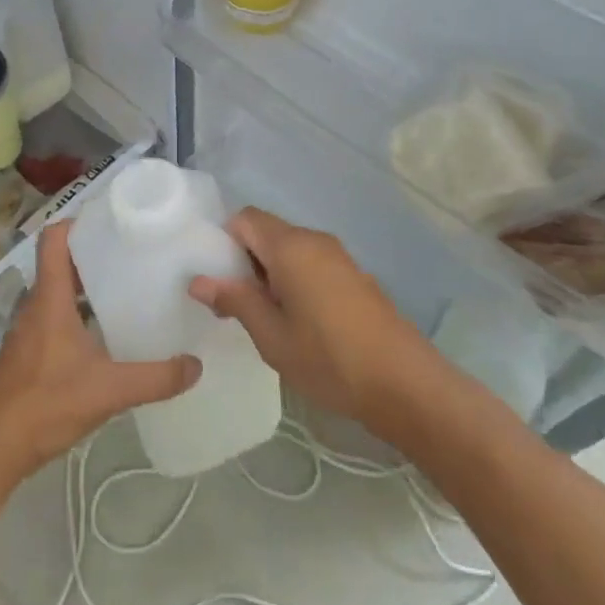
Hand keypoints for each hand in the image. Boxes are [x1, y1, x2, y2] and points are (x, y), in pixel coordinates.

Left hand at [0, 220, 200, 489]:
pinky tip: (107, 334)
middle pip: (62, 262)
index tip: (113, 221)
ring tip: (129, 288)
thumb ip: (155, 378)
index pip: (54, 239)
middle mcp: (37, 305)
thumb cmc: (45, 404)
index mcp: (50, 298)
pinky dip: (81, 312)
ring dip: (88, 284)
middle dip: (94, 253)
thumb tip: (196, 365)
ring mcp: (31, 329)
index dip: (78, 222)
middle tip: (135, 253)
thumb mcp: (108, 390)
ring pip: (60, 291)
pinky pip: (57, 316)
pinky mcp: (31, 352)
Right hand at [188, 207, 439, 435]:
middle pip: (266, 232)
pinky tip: (298, 322)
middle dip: (244, 260)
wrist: (406, 385)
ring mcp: (338, 257)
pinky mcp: (354, 275)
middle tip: (234, 305)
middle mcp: (314, 240)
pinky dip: (294, 280)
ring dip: (269, 273)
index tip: (217, 280)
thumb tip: (199, 280)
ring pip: (289, 249)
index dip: (223, 242)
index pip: (244, 219)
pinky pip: (311, 263)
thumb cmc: (329, 359)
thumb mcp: (271, 336)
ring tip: (265, 319)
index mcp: (290, 246)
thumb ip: (235, 300)